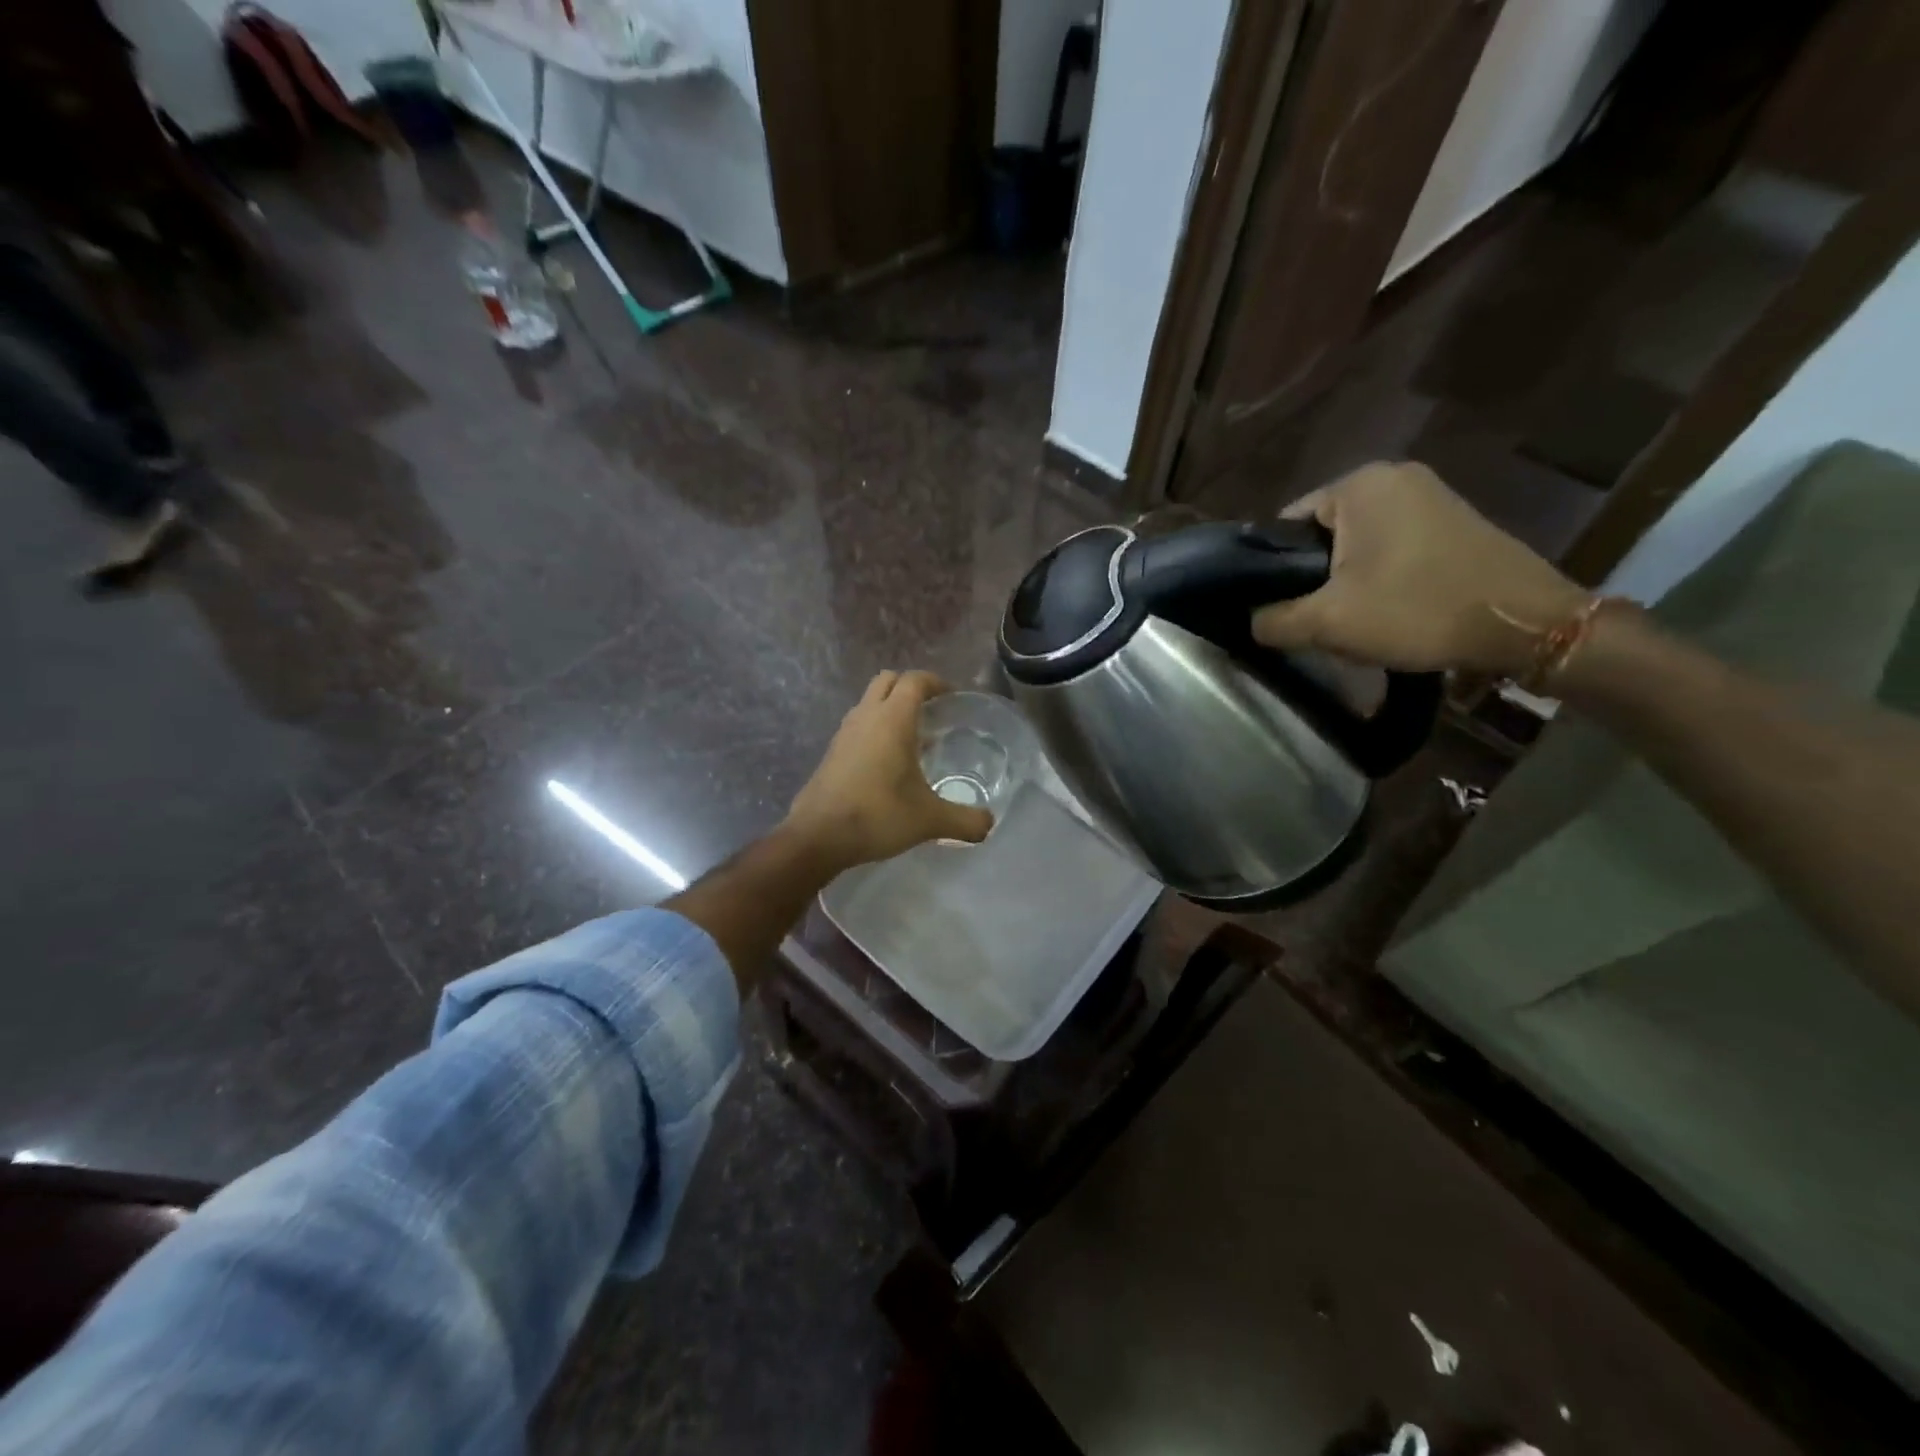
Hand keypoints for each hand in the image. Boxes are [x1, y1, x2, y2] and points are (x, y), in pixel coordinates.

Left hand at [784, 670, 993, 872]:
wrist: (818, 835)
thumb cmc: (877, 815)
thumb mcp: (929, 820)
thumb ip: (965, 820)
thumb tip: (989, 824)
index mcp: (893, 719)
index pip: (915, 680)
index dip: (936, 682)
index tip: (953, 697)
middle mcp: (867, 716)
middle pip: (888, 680)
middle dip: (911, 687)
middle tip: (933, 710)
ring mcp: (845, 732)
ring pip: (869, 702)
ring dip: (890, 708)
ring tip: (913, 737)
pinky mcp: (832, 752)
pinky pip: (858, 725)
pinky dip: (875, 729)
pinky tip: (888, 762)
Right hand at [1250, 462, 1587, 675]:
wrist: (1525, 625)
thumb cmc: (1417, 610)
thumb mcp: (1328, 623)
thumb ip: (1273, 620)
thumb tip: (1251, 620)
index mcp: (1359, 484)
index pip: (1286, 525)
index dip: (1275, 571)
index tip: (1282, 608)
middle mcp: (1394, 476)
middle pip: (1322, 534)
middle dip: (1313, 577)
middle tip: (1318, 619)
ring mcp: (1430, 494)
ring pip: (1357, 543)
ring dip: (1346, 580)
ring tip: (1353, 619)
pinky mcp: (1454, 519)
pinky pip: (1392, 546)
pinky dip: (1380, 575)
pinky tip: (1388, 608)